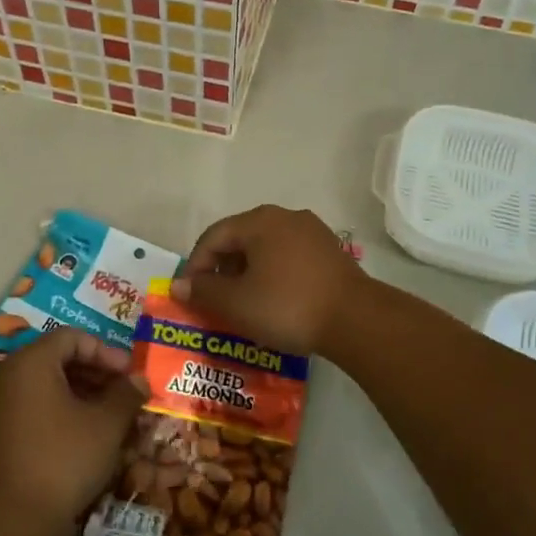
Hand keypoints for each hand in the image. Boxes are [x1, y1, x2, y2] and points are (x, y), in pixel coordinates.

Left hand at [0, 327, 147, 535]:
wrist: (8, 522)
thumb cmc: (61, 460)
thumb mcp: (106, 425)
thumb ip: (126, 395)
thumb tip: (139, 380)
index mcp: (30, 362)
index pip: (73, 338)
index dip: (107, 352)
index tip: (130, 375)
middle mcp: (5, 374)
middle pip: (56, 359)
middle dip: (95, 374)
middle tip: (124, 395)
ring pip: (43, 385)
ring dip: (79, 394)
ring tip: (109, 417)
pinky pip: (30, 407)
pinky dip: (57, 412)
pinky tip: (83, 436)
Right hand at [171, 205, 364, 356]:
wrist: (356, 319)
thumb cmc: (287, 306)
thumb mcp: (237, 303)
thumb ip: (204, 292)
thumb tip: (179, 285)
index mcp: (259, 221)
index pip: (214, 236)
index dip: (196, 265)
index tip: (190, 295)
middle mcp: (285, 216)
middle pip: (241, 239)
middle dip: (222, 269)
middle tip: (214, 300)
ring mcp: (312, 232)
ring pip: (266, 249)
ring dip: (248, 273)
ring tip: (243, 304)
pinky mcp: (330, 251)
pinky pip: (289, 257)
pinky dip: (273, 275)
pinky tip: (274, 301)